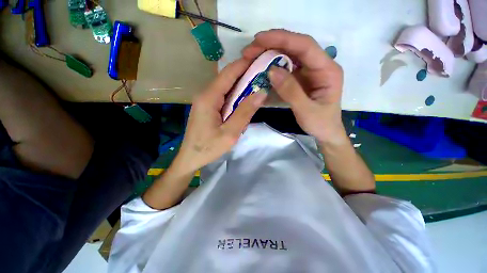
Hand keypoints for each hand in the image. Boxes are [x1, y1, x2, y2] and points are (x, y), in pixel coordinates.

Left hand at [175, 59, 266, 172]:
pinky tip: (244, 99)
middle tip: (263, 72)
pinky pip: (223, 97)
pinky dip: (235, 95)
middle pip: (227, 79)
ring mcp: (205, 101)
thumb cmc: (209, 148)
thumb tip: (261, 93)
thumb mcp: (230, 133)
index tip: (260, 58)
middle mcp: (205, 94)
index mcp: (209, 97)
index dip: (244, 64)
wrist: (191, 158)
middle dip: (245, 74)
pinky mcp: (207, 107)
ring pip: (226, 88)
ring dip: (241, 85)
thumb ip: (245, 112)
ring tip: (258, 83)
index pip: (228, 74)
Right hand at [242, 29, 345, 144]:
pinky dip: (272, 66)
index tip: (260, 39)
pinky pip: (285, 68)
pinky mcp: (301, 79)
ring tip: (252, 56)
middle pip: (295, 47)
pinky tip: (261, 68)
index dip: (282, 39)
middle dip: (272, 45)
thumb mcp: (306, 110)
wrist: (325, 132)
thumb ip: (290, 91)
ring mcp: (309, 72)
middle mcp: (319, 66)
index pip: (305, 46)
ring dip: (270, 54)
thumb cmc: (320, 123)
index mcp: (327, 70)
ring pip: (289, 56)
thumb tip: (271, 70)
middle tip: (250, 49)